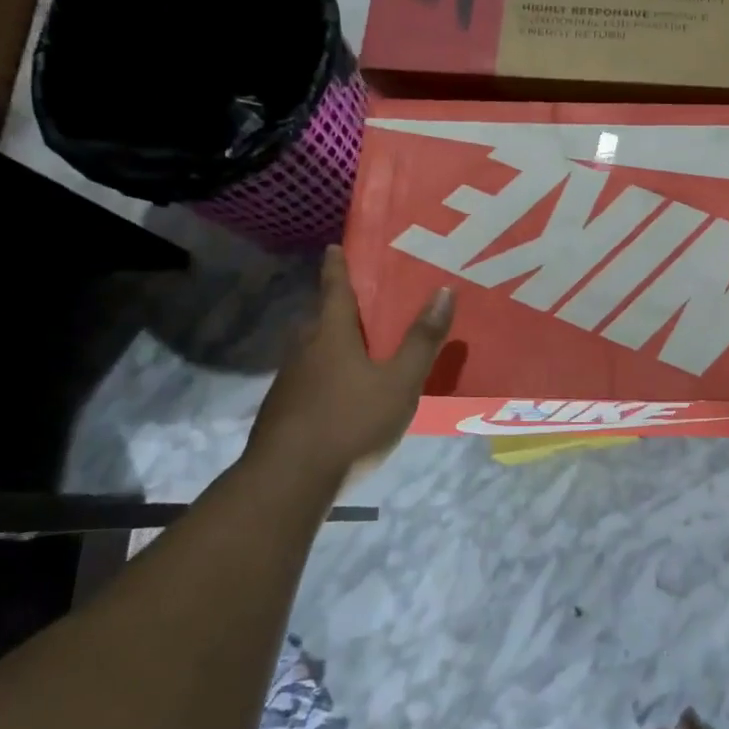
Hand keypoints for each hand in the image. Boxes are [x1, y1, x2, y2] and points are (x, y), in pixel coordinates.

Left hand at [244, 246, 453, 484]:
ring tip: (363, 347)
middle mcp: (305, 350)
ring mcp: (290, 382)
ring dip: (335, 342)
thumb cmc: (349, 423)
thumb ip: (422, 340)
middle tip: (367, 302)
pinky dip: (329, 373)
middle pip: (322, 318)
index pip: (335, 288)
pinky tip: (346, 394)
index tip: (334, 246)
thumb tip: (444, 291)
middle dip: (340, 307)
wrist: (288, 482)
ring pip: (315, 350)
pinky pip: (311, 378)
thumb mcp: (400, 383)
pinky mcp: (284, 411)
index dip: (338, 267)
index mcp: (331, 335)